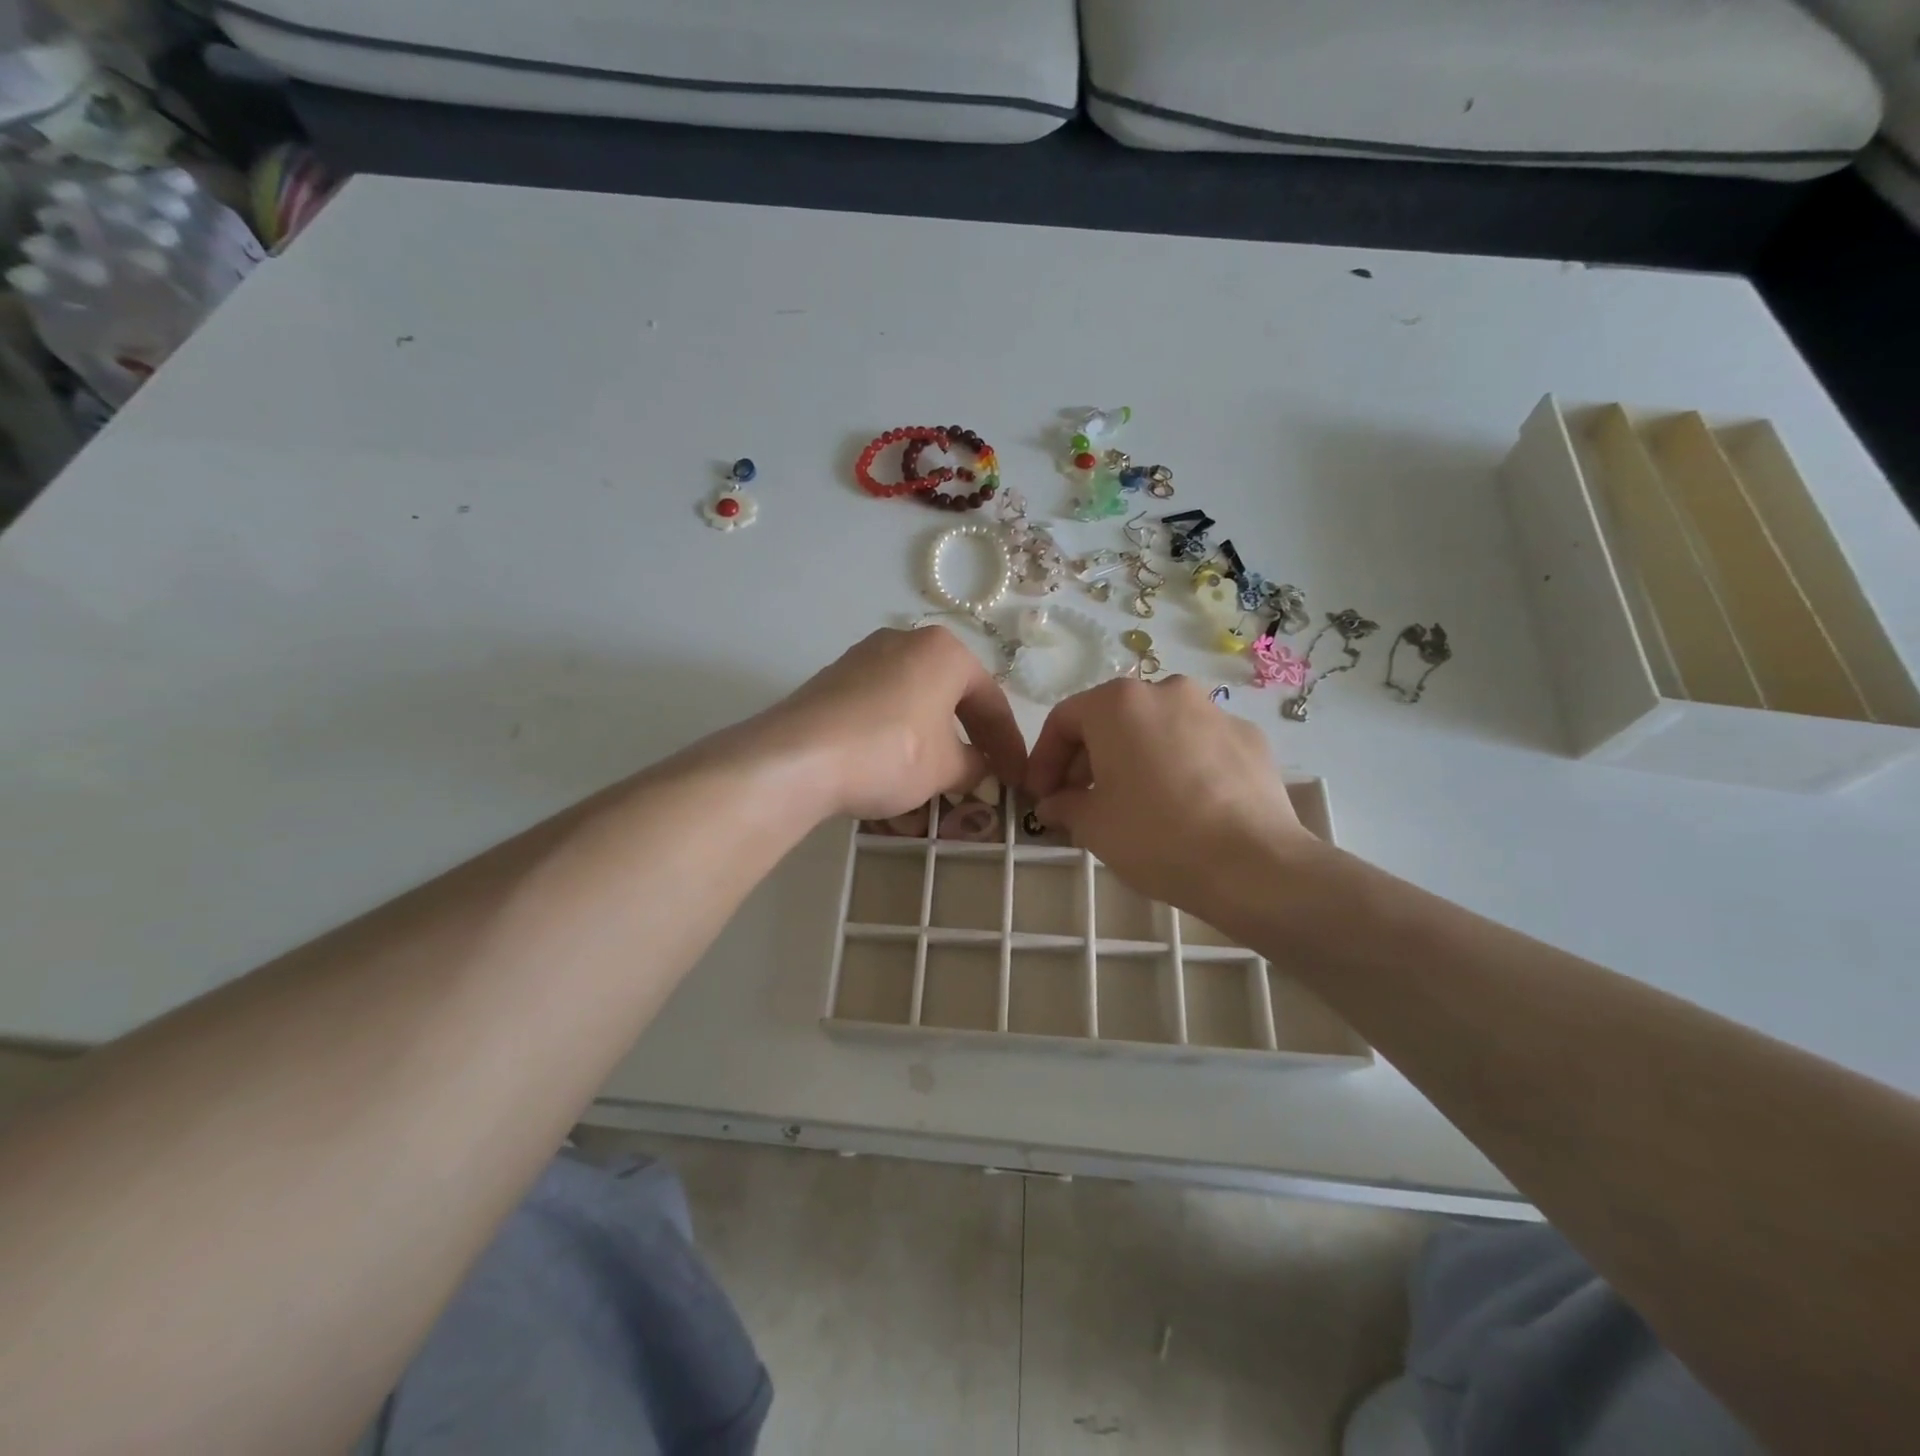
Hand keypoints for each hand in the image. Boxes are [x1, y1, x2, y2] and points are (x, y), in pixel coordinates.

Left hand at [756, 627, 1026, 821]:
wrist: (797, 757)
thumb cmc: (890, 753)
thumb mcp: (945, 768)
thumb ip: (974, 766)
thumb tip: (978, 767)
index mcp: (944, 651)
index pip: (991, 701)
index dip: (1008, 745)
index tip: (1017, 778)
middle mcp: (905, 641)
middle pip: (951, 694)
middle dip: (970, 737)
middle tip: (984, 773)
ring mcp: (864, 656)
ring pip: (914, 700)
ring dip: (932, 736)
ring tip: (939, 773)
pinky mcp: (833, 679)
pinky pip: (881, 706)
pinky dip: (897, 733)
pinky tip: (894, 764)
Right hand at [1024, 676, 1317, 912]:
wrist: (1254, 865)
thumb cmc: (1156, 836)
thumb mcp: (1093, 826)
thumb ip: (1064, 806)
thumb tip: (1053, 804)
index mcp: (1118, 703)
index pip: (1064, 720)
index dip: (1044, 759)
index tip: (1041, 796)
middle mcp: (1166, 691)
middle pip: (1111, 720)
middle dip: (1089, 760)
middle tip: (1081, 802)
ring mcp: (1214, 711)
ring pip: (1157, 729)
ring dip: (1134, 759)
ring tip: (1132, 804)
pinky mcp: (1249, 738)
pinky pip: (1198, 745)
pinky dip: (1179, 765)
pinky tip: (1182, 805)